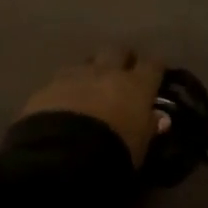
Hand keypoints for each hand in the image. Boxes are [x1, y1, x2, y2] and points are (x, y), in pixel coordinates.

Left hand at [20, 46, 167, 166]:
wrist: (63, 156)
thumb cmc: (114, 152)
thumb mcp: (140, 146)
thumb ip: (149, 127)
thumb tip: (160, 118)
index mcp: (135, 85)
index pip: (152, 65)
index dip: (154, 68)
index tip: (155, 74)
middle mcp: (107, 72)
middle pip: (117, 51)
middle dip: (120, 59)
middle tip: (121, 73)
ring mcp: (75, 76)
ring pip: (86, 62)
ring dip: (90, 72)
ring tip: (89, 87)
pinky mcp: (47, 87)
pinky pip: (60, 81)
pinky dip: (65, 89)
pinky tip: (62, 103)